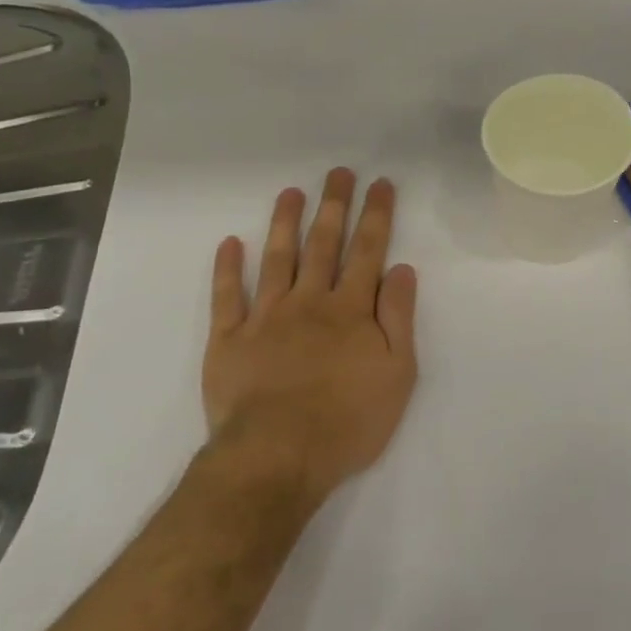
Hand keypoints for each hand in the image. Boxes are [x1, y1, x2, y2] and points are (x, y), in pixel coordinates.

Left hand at [202, 168, 418, 503]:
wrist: (277, 457)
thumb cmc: (348, 421)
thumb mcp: (396, 374)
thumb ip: (399, 318)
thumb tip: (403, 270)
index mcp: (351, 310)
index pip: (368, 251)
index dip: (376, 215)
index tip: (380, 184)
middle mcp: (309, 302)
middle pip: (324, 244)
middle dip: (334, 205)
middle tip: (338, 172)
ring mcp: (265, 317)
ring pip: (277, 258)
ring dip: (285, 223)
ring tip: (291, 193)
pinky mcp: (229, 340)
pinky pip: (228, 296)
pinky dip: (227, 268)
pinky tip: (230, 243)